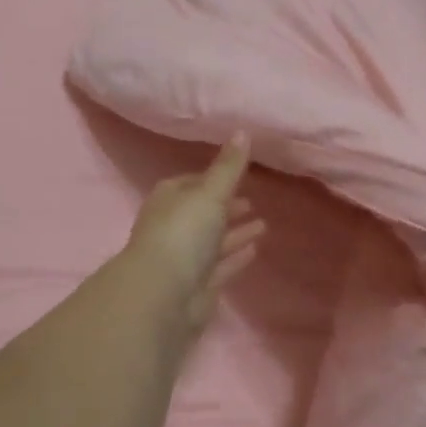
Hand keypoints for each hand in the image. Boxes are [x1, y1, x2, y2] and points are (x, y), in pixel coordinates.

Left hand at [124, 135, 265, 339]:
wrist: (162, 295)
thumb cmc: (183, 234)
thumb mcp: (210, 194)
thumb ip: (229, 167)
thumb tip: (243, 131)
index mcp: (168, 199)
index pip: (191, 183)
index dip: (213, 179)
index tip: (237, 176)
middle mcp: (173, 226)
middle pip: (202, 213)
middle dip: (225, 207)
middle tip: (252, 201)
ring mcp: (183, 258)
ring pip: (212, 241)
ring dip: (235, 233)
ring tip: (263, 225)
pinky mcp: (196, 285)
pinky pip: (219, 266)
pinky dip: (235, 257)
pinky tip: (255, 250)